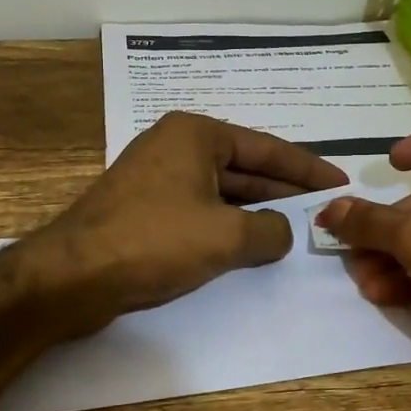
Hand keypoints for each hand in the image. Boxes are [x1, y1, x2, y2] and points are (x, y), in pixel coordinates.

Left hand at [23, 111, 346, 335]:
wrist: (71, 276)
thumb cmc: (154, 241)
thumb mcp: (226, 236)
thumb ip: (269, 231)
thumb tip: (284, 231)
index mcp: (195, 134)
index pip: (266, 148)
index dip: (307, 168)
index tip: (339, 182)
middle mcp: (175, 146)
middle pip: (244, 167)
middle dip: (283, 191)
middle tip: (324, 209)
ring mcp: (156, 178)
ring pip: (221, 191)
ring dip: (256, 212)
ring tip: (296, 230)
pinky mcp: (144, 209)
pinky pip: (199, 211)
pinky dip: (227, 226)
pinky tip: (250, 246)